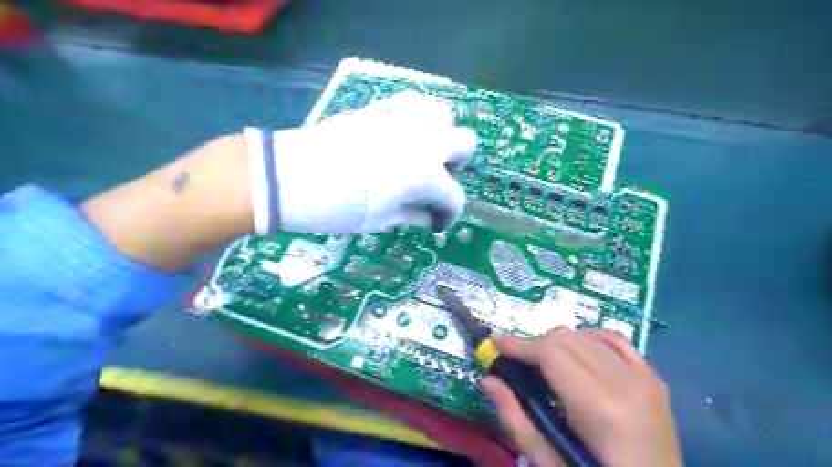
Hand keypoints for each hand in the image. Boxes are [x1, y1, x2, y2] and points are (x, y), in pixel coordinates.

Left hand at [242, 93, 473, 235]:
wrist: (289, 177)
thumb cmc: (337, 208)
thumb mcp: (380, 220)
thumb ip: (413, 215)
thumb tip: (431, 217)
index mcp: (425, 176)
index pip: (455, 196)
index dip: (449, 215)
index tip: (436, 223)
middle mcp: (424, 141)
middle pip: (465, 143)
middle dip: (456, 166)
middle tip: (434, 181)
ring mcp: (403, 119)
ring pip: (445, 115)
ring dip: (441, 136)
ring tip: (421, 154)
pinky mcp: (382, 108)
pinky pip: (414, 103)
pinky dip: (418, 119)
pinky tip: (403, 135)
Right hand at [482, 329, 682, 466]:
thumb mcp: (551, 464)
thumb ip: (517, 421)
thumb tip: (488, 380)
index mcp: (600, 407)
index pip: (551, 352)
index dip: (519, 344)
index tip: (494, 343)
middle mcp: (625, 382)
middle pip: (567, 338)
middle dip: (535, 344)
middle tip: (517, 361)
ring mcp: (644, 377)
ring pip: (587, 334)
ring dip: (559, 342)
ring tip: (544, 362)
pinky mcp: (653, 378)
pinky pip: (615, 340)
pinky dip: (589, 338)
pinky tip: (578, 351)